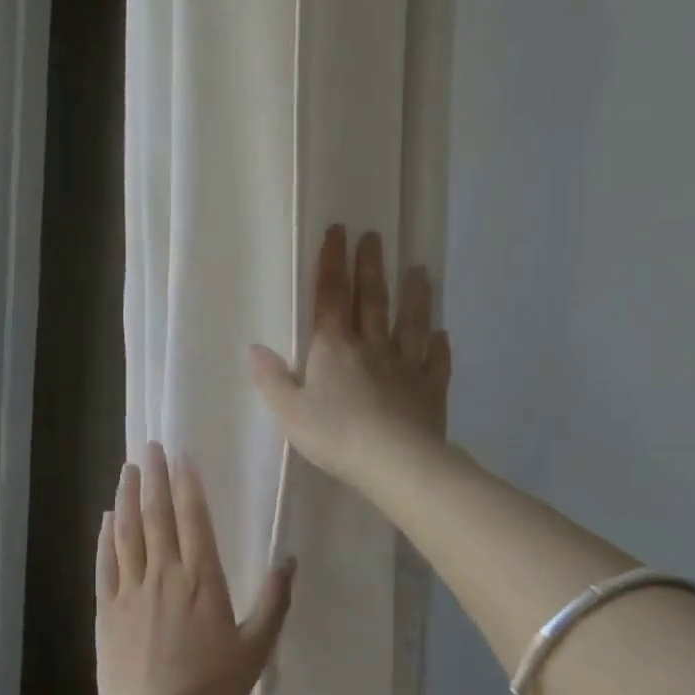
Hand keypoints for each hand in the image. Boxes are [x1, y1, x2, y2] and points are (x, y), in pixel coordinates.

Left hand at [96, 442, 296, 694]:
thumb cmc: (210, 689)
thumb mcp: (255, 650)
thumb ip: (274, 602)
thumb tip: (289, 560)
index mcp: (202, 580)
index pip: (194, 519)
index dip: (188, 485)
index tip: (182, 456)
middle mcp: (164, 573)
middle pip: (157, 515)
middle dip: (155, 477)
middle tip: (150, 446)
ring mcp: (131, 589)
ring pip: (128, 531)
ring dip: (128, 497)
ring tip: (127, 468)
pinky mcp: (107, 608)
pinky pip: (105, 563)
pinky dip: (105, 537)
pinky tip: (106, 517)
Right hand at [248, 225, 451, 492]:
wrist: (394, 462)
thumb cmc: (335, 435)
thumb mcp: (289, 411)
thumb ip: (270, 378)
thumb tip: (252, 348)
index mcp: (334, 347)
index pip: (331, 296)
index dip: (332, 263)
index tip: (338, 232)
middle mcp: (371, 346)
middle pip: (372, 299)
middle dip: (371, 267)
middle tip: (375, 236)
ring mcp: (405, 365)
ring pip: (410, 322)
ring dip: (413, 295)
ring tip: (419, 270)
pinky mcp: (430, 389)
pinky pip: (435, 361)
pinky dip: (439, 346)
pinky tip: (442, 335)